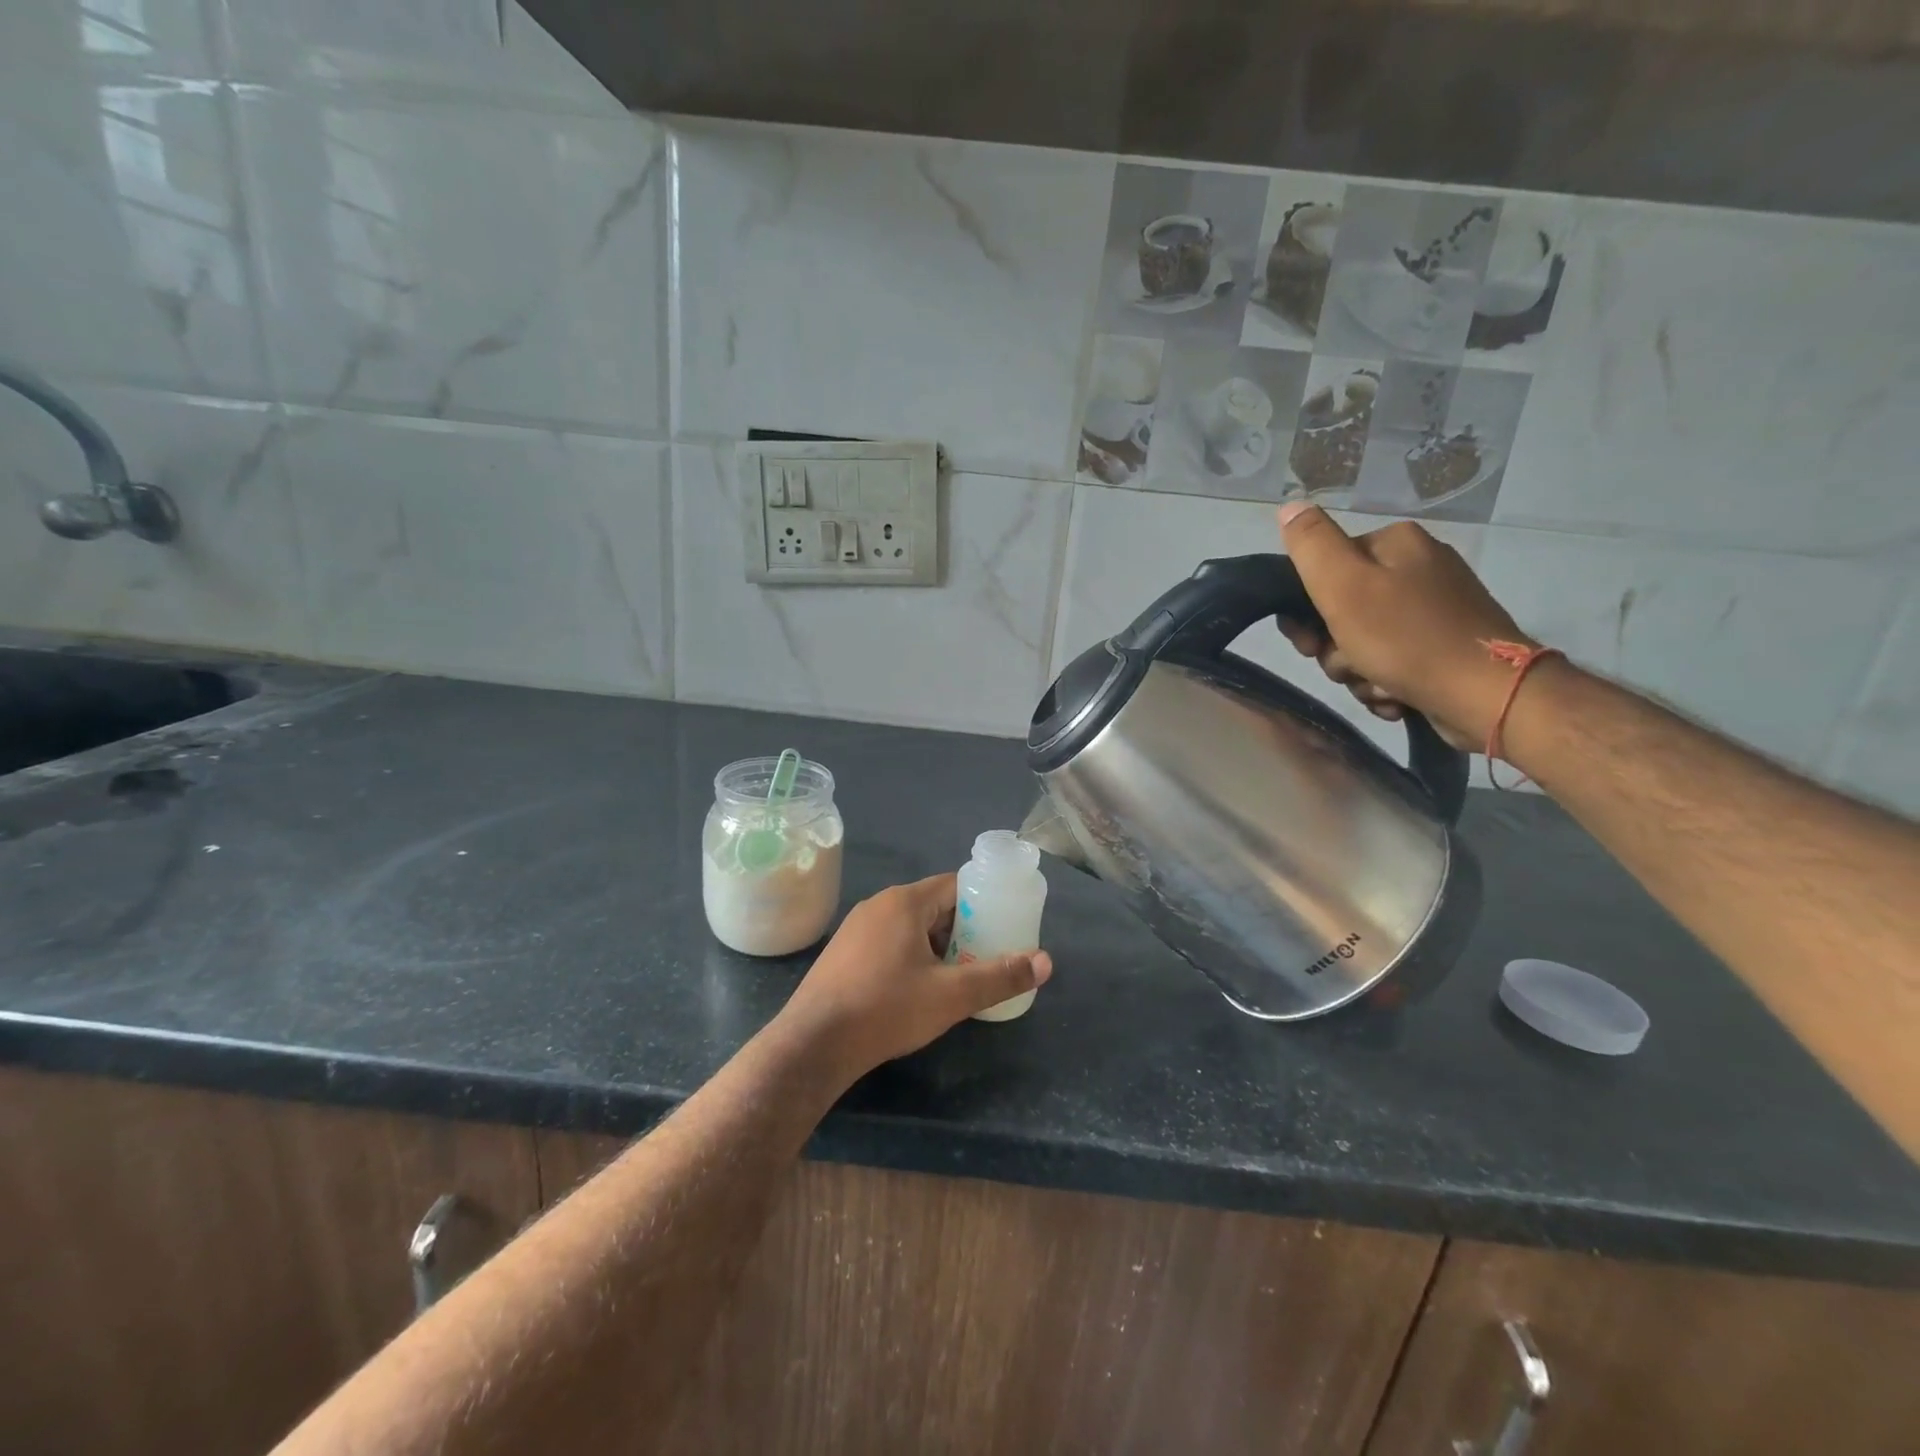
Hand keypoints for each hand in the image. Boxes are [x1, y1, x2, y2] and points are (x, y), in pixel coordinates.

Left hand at [780, 875, 1051, 1077]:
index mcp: (905, 902)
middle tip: (984, 959)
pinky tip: (915, 990)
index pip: (955, 886)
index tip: (1003, 929)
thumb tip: (1046, 961)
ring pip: (910, 927)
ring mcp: (855, 928)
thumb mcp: (952, 996)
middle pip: (934, 906)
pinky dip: (909, 956)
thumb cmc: (887, 1009)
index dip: (984, 904)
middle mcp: (878, 904)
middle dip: (962, 930)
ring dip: (936, 946)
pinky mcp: (842, 953)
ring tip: (956, 978)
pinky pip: (887, 942)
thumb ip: (1000, 976)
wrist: (814, 1044)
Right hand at [1276, 503, 1534, 747]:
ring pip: (1363, 642)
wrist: (1488, 695)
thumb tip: (1289, 504)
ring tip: (1378, 685)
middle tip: (1347, 666)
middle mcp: (1419, 568)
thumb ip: (1311, 544)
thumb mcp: (1344, 586)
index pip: (1324, 570)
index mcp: (1395, 544)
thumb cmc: (1407, 639)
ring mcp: (1435, 609)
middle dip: (1335, 648)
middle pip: (1341, 611)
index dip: (1304, 611)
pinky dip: (1385, 683)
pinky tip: (1395, 695)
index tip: (1309, 644)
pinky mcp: (1445, 646)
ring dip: (1358, 672)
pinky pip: (1392, 662)